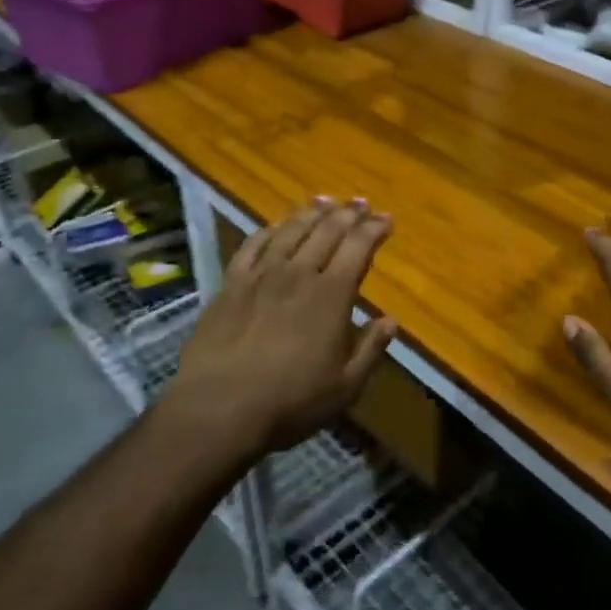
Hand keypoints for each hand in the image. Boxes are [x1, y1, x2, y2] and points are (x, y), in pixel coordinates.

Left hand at [164, 197, 398, 458]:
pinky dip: (269, 230)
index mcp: (331, 295)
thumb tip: (392, 321)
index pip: (358, 248)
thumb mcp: (344, 386)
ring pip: (291, 230)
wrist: (218, 407)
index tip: (386, 219)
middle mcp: (298, 273)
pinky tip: (276, 225)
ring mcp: (262, 275)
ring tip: (325, 201)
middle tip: (360, 203)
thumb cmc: (290, 402)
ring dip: (311, 213)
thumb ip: (371, 349)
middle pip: (327, 231)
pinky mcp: (231, 283)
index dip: (374, 229)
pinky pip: (253, 245)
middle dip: (348, 214)